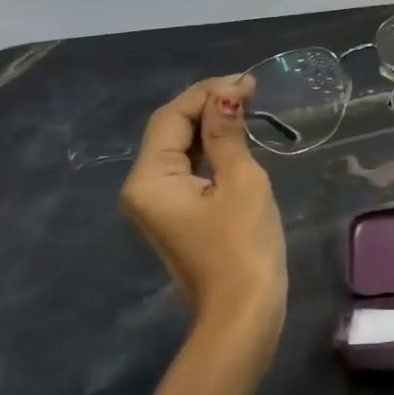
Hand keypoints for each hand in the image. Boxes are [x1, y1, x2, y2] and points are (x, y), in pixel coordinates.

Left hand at [121, 76, 286, 349]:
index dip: (207, 93)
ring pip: (179, 148)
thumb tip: (226, 94)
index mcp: (150, 179)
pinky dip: (209, 149)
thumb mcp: (241, 181)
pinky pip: (187, 169)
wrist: (243, 313)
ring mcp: (157, 204)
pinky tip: (234, 137)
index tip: (247, 81)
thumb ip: (227, 134)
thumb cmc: (243, 245)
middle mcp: (143, 188)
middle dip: (208, 105)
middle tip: (251, 90)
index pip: (171, 117)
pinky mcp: (176, 215)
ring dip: (209, 124)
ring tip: (247, 105)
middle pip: (170, 130)